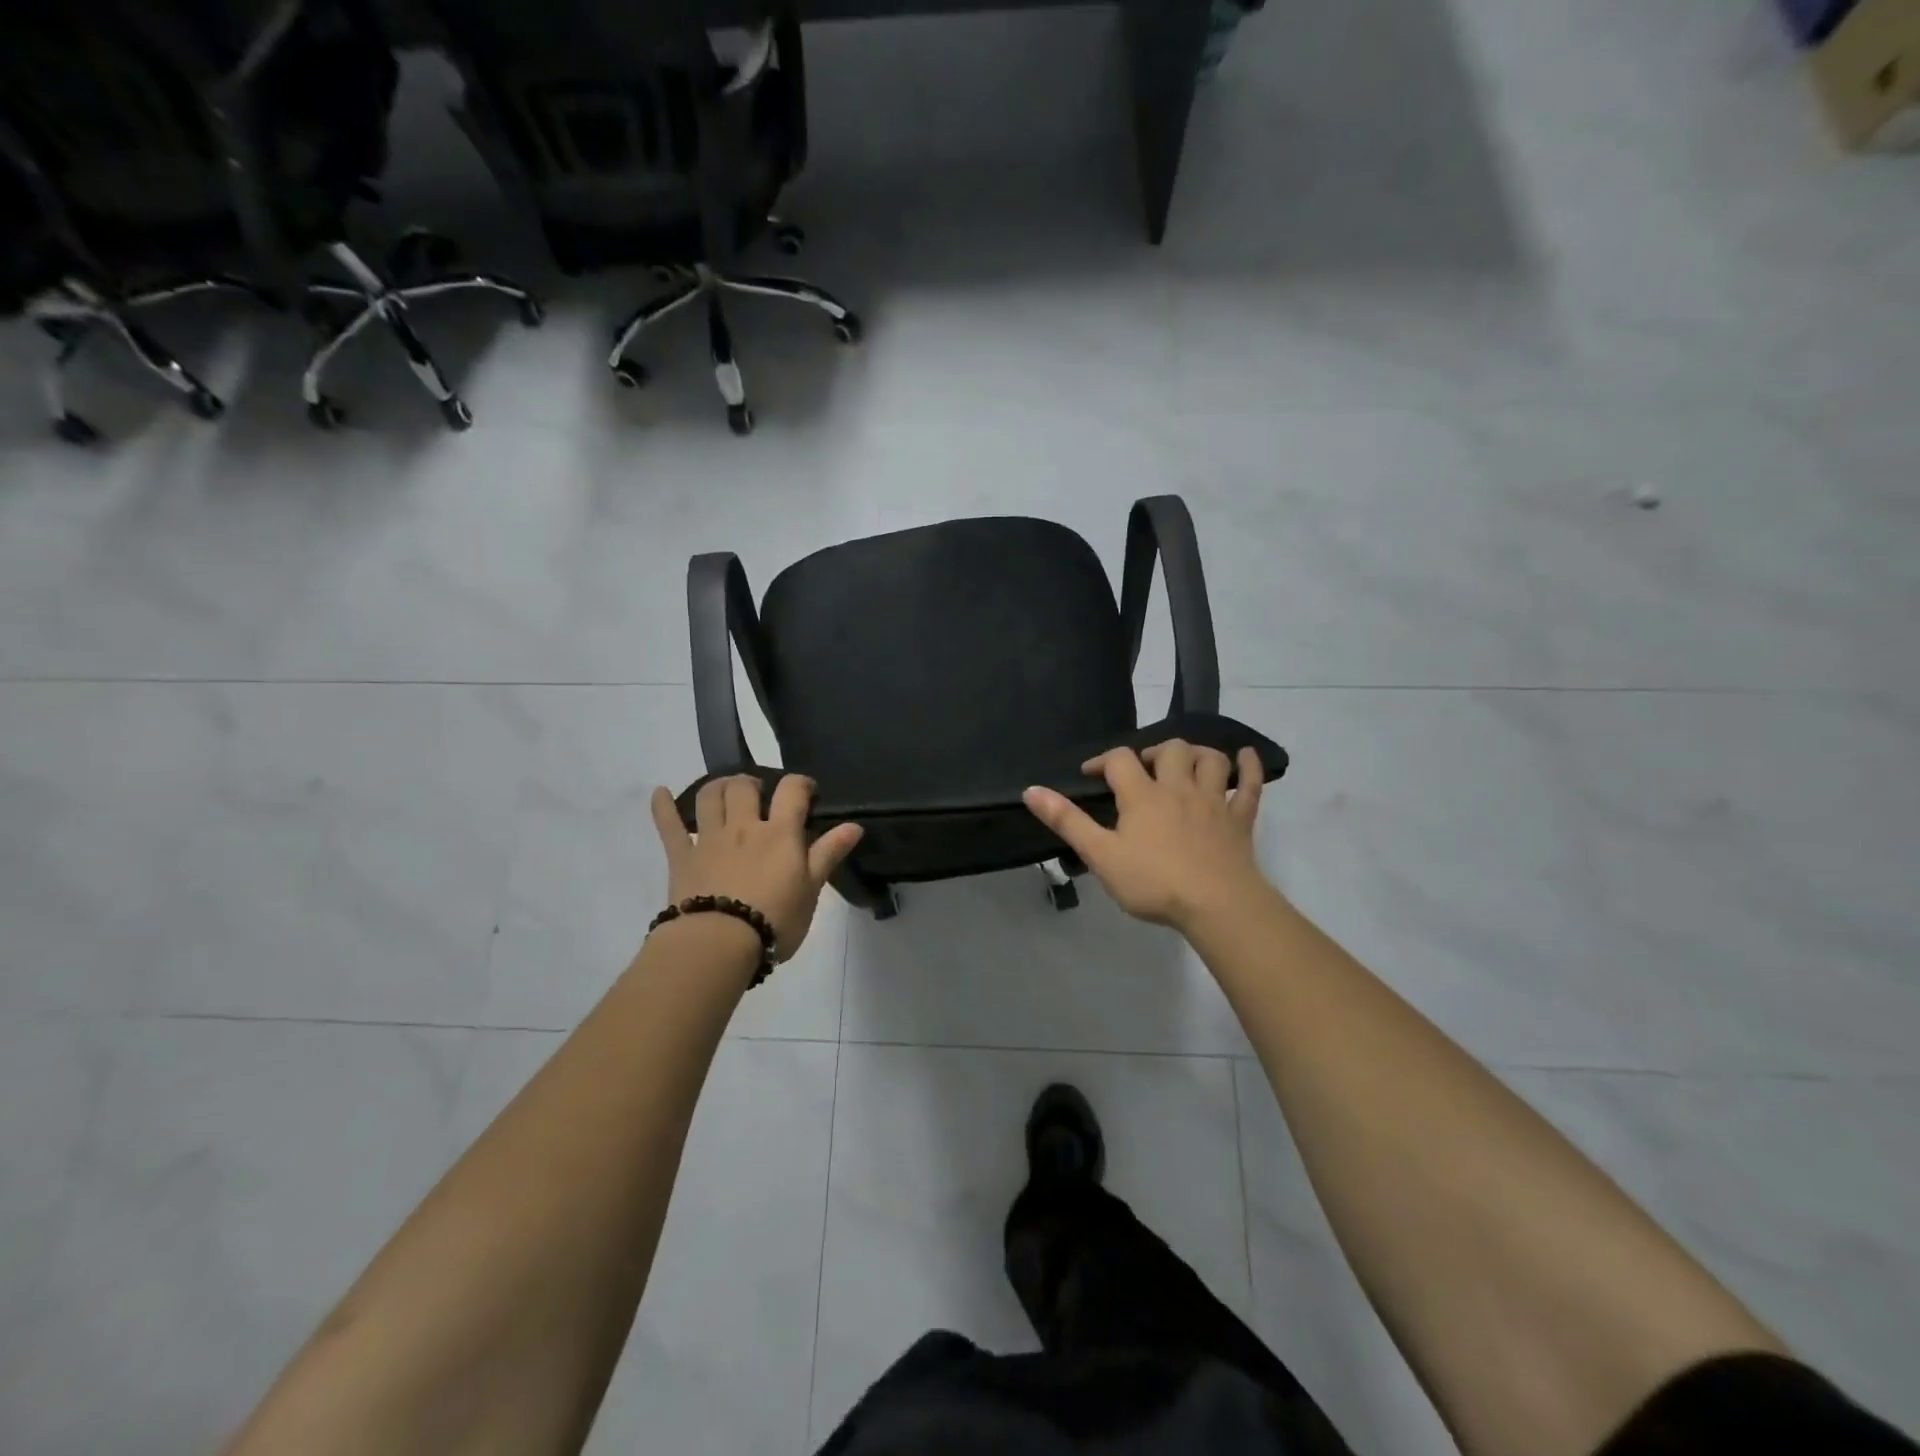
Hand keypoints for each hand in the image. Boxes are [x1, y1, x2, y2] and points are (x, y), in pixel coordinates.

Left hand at [649, 775, 863, 959]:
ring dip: (718, 786)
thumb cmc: (774, 919)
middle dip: (753, 782)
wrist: (718, 944)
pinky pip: (668, 825)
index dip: (801, 784)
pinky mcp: (681, 857)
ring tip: (725, 792)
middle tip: (760, 794)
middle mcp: (744, 826)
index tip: (807, 792)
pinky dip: (663, 806)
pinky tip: (660, 792)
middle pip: (744, 786)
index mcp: (779, 833)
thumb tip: (854, 825)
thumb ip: (829, 853)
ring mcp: (709, 839)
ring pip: (709, 796)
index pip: (792, 791)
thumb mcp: (811, 890)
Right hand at [1023, 741, 1272, 932]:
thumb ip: (1067, 821)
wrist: (1217, 905)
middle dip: (1153, 752)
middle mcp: (1178, 788)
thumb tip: (1031, 790)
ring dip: (1197, 753)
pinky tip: (1246, 756)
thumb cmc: (1154, 882)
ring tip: (1185, 762)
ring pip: (1210, 760)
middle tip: (1142, 770)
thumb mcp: (1101, 855)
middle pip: (1170, 750)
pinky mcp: (1239, 819)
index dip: (1101, 761)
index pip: (1119, 760)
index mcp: (1143, 796)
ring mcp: (1213, 801)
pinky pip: (1249, 785)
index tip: (1090, 775)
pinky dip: (1249, 767)